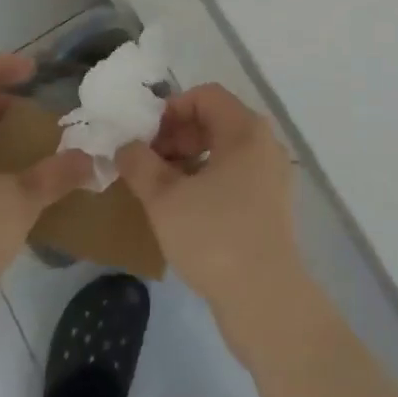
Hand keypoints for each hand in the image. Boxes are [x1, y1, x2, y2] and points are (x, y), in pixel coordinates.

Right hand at [115, 85, 301, 332]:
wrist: (266, 301)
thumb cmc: (214, 237)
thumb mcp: (165, 199)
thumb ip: (140, 165)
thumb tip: (126, 147)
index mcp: (245, 129)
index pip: (204, 96)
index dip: (170, 110)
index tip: (145, 139)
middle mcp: (264, 143)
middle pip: (215, 119)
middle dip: (177, 136)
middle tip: (148, 165)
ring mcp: (272, 174)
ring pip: (224, 149)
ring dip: (190, 159)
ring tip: (161, 188)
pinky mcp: (271, 203)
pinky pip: (236, 174)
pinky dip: (208, 179)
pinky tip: (186, 209)